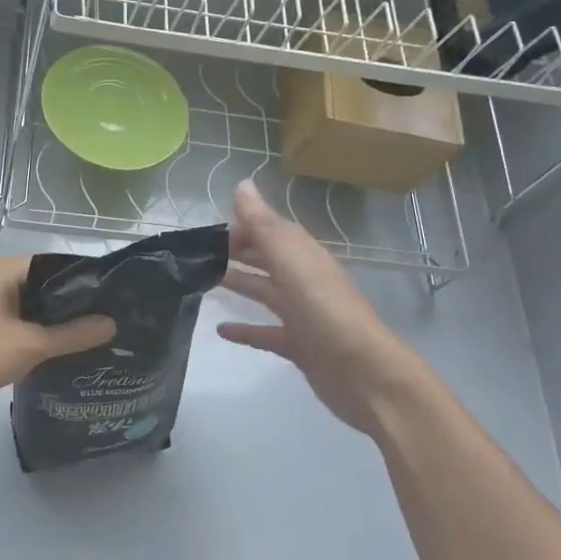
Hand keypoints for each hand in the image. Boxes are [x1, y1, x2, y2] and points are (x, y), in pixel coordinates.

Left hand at [0, 255, 116, 421]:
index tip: (113, 303)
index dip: (84, 283)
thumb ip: (71, 335)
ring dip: (47, 325)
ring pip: (22, 308)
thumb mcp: (27, 346)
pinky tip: (48, 356)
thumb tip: (111, 323)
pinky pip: (6, 325)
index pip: (54, 266)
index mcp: (1, 270)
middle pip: (39, 287)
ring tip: (84, 343)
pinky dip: (26, 336)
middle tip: (105, 327)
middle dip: (69, 308)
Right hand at [217, 180, 431, 436]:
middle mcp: (303, 281)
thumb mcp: (293, 263)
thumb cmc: (326, 313)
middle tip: (195, 253)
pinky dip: (244, 330)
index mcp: (303, 256)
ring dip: (238, 283)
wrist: (365, 375)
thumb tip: (242, 184)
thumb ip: (265, 226)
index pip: (269, 230)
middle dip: (236, 251)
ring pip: (264, 292)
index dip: (241, 225)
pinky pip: (265, 333)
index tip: (204, 229)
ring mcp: (302, 315)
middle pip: (266, 259)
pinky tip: (220, 330)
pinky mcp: (298, 346)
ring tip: (201, 280)